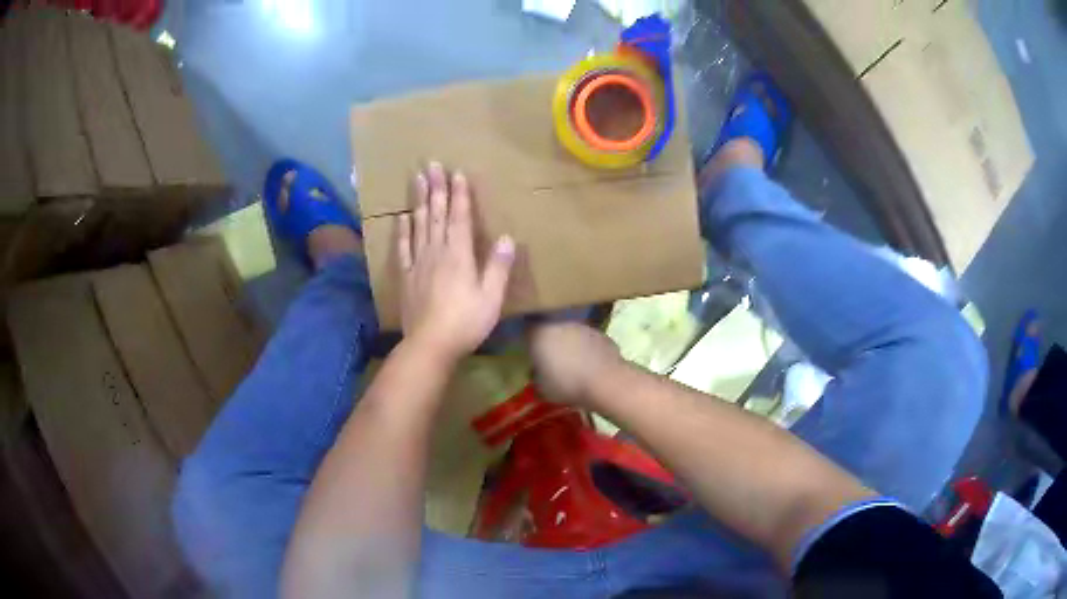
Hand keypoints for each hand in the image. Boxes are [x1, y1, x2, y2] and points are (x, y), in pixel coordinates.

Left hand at [397, 162, 514, 362]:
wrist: (430, 345)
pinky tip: (402, 217)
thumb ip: (498, 267)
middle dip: (436, 188)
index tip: (457, 173)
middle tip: (431, 164)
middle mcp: (437, 251)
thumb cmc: (466, 322)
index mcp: (459, 254)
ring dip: (419, 201)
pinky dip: (403, 230)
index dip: (459, 194)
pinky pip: (403, 247)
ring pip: (419, 225)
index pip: (459, 217)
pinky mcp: (406, 276)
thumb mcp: (491, 297)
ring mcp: (418, 262)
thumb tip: (507, 238)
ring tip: (417, 179)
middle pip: (436, 214)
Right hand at [529, 323, 622, 406]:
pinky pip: (588, 340)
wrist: (606, 382)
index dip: (529, 337)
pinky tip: (590, 365)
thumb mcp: (542, 388)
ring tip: (573, 364)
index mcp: (540, 333)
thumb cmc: (567, 385)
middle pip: (551, 328)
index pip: (528, 327)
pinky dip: (587, 349)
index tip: (530, 349)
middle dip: (551, 340)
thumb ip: (537, 375)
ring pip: (571, 333)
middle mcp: (561, 324)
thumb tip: (538, 371)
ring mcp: (583, 326)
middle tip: (551, 359)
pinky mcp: (602, 334)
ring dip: (570, 344)